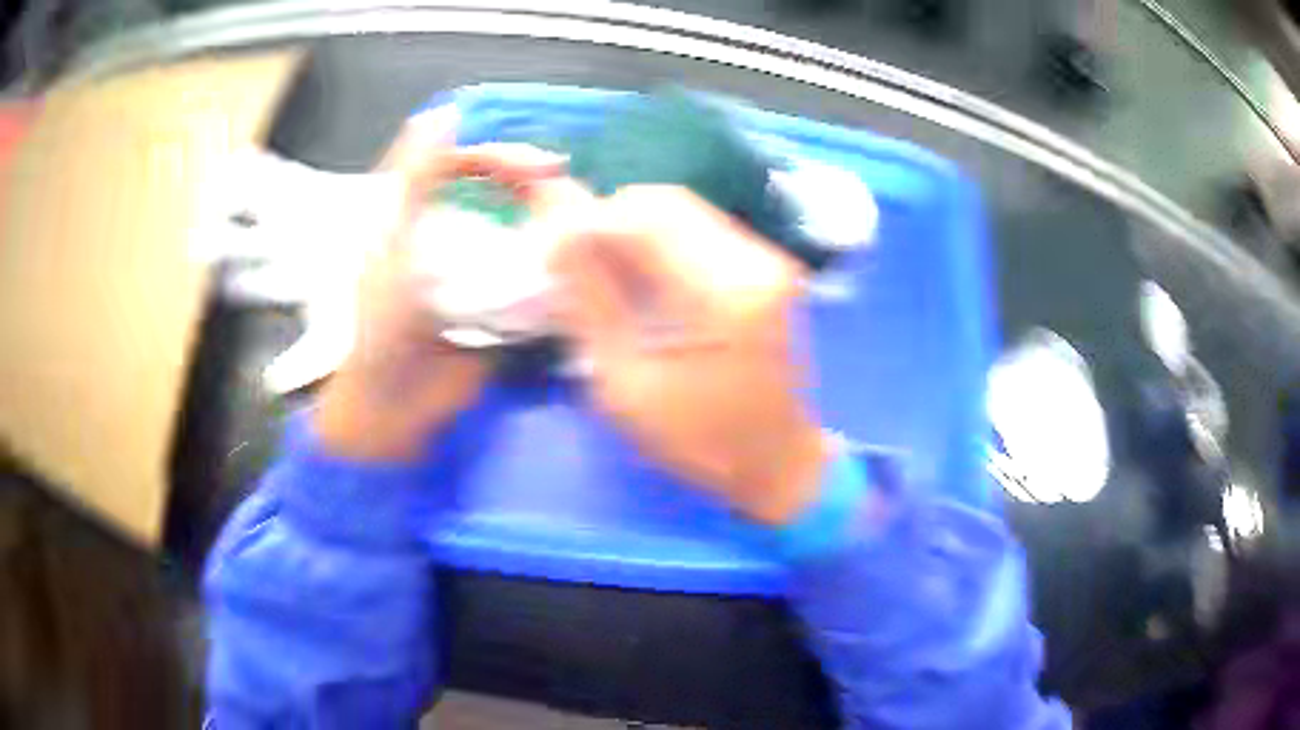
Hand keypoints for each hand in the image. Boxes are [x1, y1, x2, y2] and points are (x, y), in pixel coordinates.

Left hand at [315, 107, 566, 460]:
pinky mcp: (491, 300)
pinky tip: (569, 256)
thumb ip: (415, 180)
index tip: (536, 164)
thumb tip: (443, 114)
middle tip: (560, 181)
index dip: (495, 154)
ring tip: (575, 215)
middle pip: (491, 188)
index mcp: (410, 214)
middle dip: (527, 179)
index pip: (458, 163)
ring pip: (512, 223)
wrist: (396, 407)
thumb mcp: (392, 245)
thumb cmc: (381, 327)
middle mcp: (443, 231)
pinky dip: (545, 259)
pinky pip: (522, 269)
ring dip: (542, 215)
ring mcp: (469, 266)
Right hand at [550, 185, 829, 523]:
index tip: (547, 247)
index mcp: (724, 293)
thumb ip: (592, 303)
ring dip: (631, 226)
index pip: (642, 219)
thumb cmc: (702, 442)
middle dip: (607, 218)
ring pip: (682, 209)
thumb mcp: (628, 386)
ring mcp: (767, 258)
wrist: (778, 462)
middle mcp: (754, 259)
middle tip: (569, 256)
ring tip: (597, 265)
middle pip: (665, 202)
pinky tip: (637, 272)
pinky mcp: (766, 266)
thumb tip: (558, 239)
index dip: (585, 221)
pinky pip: (700, 229)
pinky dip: (658, 239)